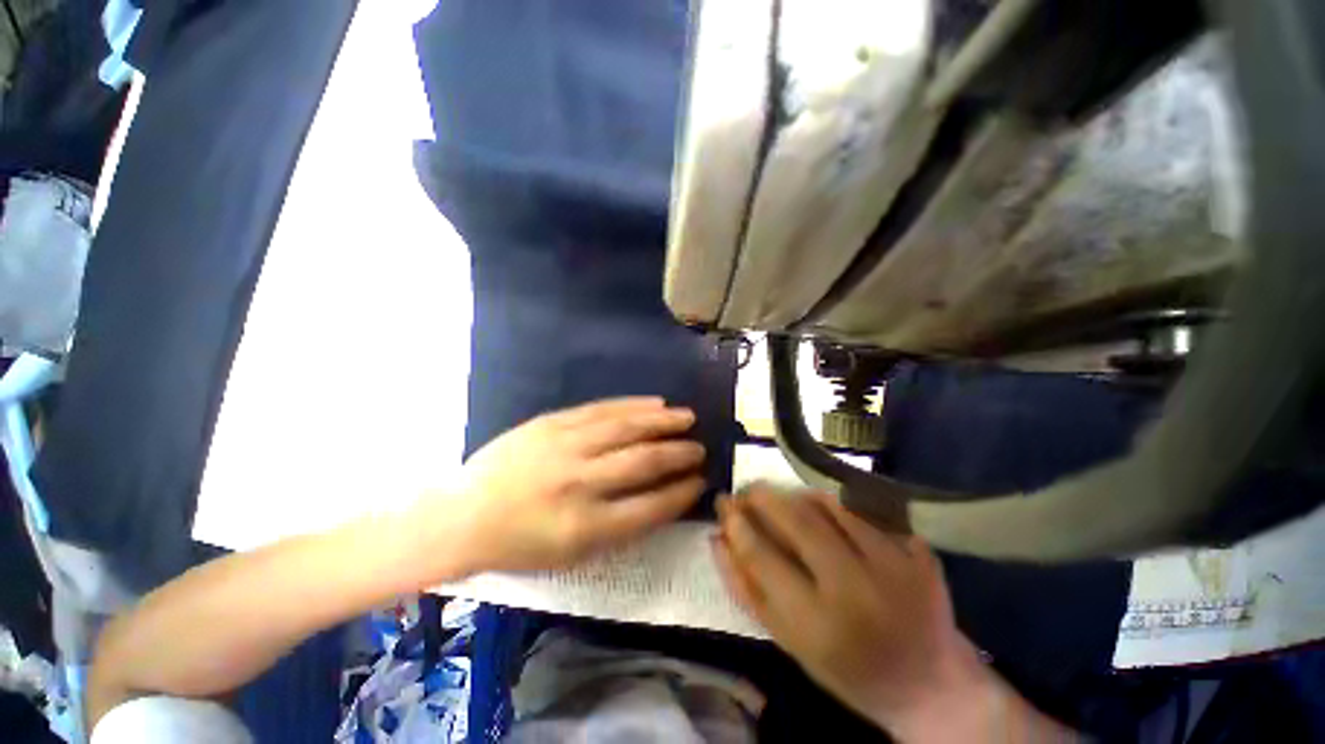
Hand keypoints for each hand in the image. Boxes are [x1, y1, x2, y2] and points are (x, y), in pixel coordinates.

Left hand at [443, 397, 705, 573]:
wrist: (463, 514)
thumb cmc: (520, 543)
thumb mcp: (572, 554)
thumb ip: (620, 526)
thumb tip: (661, 499)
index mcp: (586, 527)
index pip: (651, 507)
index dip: (681, 492)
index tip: (699, 481)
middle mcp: (581, 483)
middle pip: (645, 462)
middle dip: (679, 454)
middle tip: (700, 448)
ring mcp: (566, 447)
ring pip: (627, 428)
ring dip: (663, 422)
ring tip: (687, 417)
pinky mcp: (554, 423)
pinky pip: (602, 409)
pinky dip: (633, 405)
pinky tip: (655, 402)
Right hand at [712, 487, 990, 736]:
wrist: (929, 683)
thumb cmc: (846, 668)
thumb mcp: (788, 642)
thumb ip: (746, 589)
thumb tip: (717, 537)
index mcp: (819, 625)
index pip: (763, 555)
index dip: (737, 523)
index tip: (724, 503)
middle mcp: (857, 590)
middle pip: (798, 520)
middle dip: (763, 496)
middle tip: (748, 489)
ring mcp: (895, 565)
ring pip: (830, 505)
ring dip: (796, 495)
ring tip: (781, 499)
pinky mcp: (919, 551)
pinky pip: (863, 510)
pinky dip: (834, 504)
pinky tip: (823, 511)